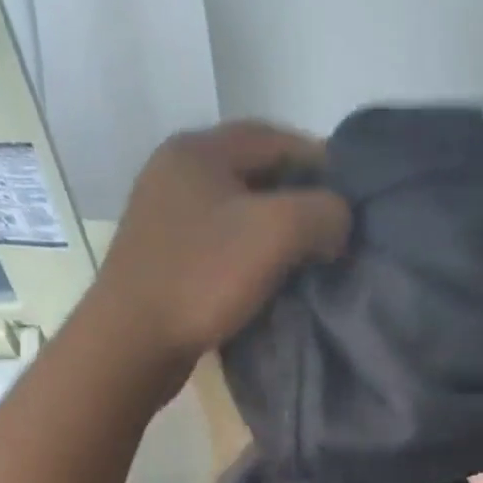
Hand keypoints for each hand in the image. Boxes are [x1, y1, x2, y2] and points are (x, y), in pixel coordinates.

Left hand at [88, 122, 350, 375]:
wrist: (130, 344)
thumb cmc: (201, 277)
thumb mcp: (276, 231)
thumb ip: (323, 211)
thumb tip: (337, 220)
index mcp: (196, 150)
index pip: (275, 138)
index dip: (321, 161)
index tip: (352, 197)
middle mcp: (174, 174)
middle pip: (254, 174)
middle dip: (298, 199)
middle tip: (333, 230)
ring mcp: (163, 218)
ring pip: (236, 212)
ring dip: (274, 231)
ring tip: (308, 258)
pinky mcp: (161, 259)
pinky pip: (218, 245)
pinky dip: (248, 255)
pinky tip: (269, 279)